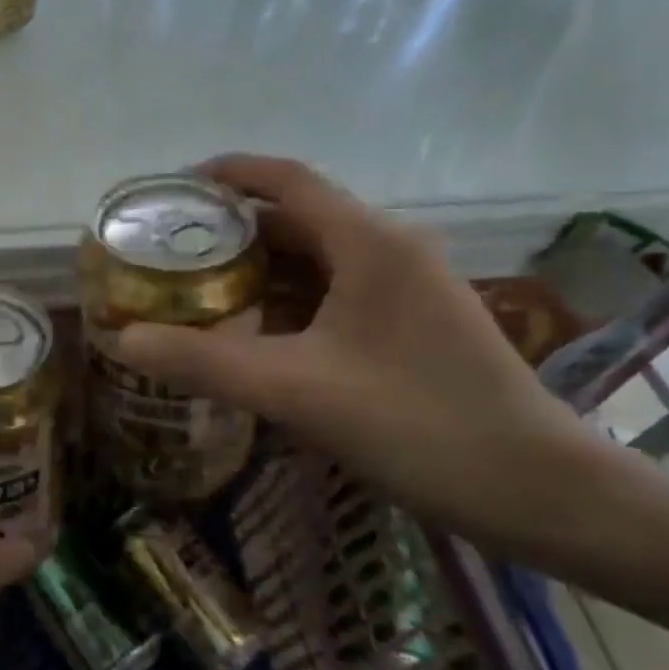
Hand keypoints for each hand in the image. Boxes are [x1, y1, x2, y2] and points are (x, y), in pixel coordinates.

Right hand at [113, 154, 606, 554]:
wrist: (545, 496)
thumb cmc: (421, 426)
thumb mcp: (296, 392)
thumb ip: (204, 361)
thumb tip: (122, 340)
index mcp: (369, 242)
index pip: (286, 179)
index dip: (228, 174)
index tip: (174, 189)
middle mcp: (391, 248)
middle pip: (299, 217)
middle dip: (234, 229)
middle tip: (173, 249)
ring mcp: (409, 286)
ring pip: (319, 257)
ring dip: (261, 267)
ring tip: (201, 286)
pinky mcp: (416, 322)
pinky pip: (338, 290)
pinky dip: (291, 299)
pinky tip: (257, 331)